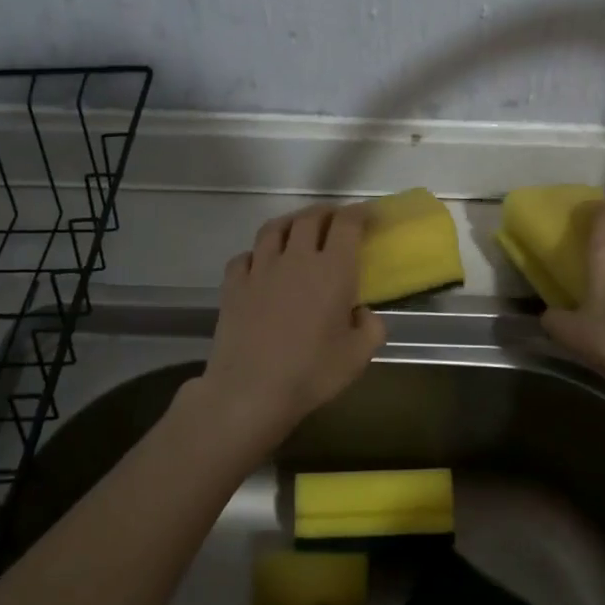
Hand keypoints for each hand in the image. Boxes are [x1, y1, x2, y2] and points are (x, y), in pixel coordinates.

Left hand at [194, 205, 386, 447]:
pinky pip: (245, 256)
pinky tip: (260, 263)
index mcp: (332, 270)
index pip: (347, 224)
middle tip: (335, 220)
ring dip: (290, 222)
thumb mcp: (358, 357)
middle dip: (326, 213)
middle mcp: (296, 258)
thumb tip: (363, 312)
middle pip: (309, 218)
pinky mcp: (233, 284)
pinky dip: (256, 253)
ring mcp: (260, 268)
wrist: (250, 391)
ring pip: (274, 228)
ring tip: (297, 229)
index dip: (359, 213)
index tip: (368, 215)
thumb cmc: (311, 373)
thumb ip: (371, 328)